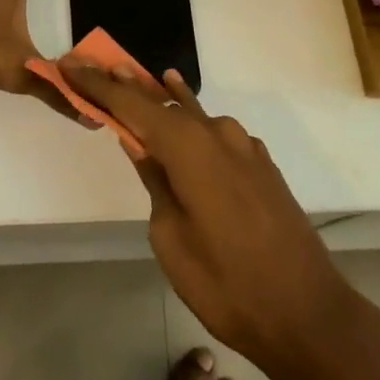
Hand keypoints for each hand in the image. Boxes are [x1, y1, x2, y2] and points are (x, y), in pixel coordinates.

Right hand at [62, 64, 357, 374]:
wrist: (308, 314)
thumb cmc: (228, 285)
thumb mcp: (171, 239)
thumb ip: (155, 183)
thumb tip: (144, 148)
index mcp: (190, 147)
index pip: (132, 104)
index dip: (98, 84)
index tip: (71, 65)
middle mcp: (218, 133)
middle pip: (163, 102)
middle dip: (128, 87)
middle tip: (97, 67)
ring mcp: (244, 146)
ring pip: (193, 115)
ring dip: (163, 102)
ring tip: (137, 81)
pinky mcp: (261, 164)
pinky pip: (216, 134)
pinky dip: (193, 124)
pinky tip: (185, 116)